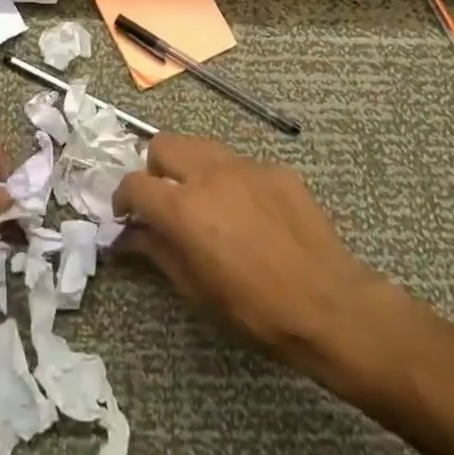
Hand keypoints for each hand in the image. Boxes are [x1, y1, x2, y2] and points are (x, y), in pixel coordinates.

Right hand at [113, 134, 404, 371]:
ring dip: (190, 167)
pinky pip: (240, 164)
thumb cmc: (255, 310)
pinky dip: (231, 180)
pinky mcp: (275, 168)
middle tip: (163, 201)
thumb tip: (128, 236)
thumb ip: (157, 252)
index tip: (126, 215)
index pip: (134, 184)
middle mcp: (209, 174)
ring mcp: (245, 165)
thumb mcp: (197, 290)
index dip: (123, 198)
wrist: (330, 305)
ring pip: (201, 145)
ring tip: (203, 202)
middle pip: (163, 144)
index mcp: (183, 207)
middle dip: (154, 168)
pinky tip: (249, 214)